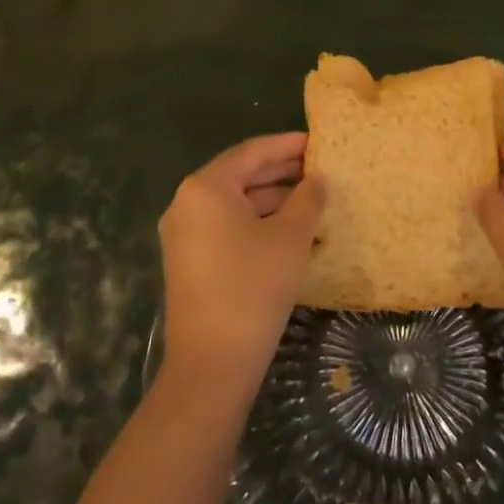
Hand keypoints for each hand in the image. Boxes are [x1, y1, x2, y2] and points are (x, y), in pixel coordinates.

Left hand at [159, 133, 324, 392]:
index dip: (286, 145)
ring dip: (272, 200)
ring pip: (234, 204)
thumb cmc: (253, 286)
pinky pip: (226, 227)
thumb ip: (307, 199)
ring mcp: (184, 235)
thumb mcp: (290, 237)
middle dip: (281, 172)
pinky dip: (257, 222)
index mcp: (205, 187)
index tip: (317, 141)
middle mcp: (187, 203)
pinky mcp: (189, 261)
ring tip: (312, 200)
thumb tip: (317, 179)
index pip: (251, 152)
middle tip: (319, 169)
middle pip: (240, 175)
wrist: (212, 362)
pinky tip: (289, 231)